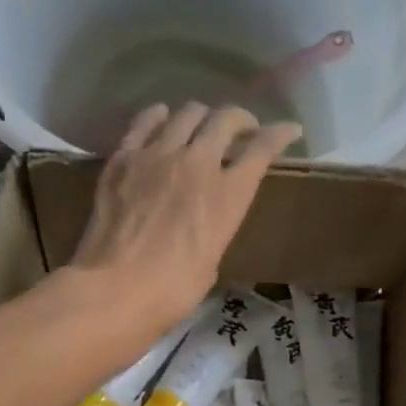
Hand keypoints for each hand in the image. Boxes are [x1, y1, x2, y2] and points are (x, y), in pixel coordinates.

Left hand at [69, 104, 303, 337]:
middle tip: (242, 129)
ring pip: (187, 114)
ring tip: (200, 127)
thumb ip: (213, 230)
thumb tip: (202, 223)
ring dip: (201, 117)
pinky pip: (145, 122)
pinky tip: (162, 120)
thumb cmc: (172, 292)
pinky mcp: (124, 158)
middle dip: (240, 120)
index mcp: (228, 196)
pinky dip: (159, 117)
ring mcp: (158, 154)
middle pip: (226, 120)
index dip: (279, 135)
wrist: (117, 289)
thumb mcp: (210, 263)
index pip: (262, 150)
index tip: (288, 130)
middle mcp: (198, 163)